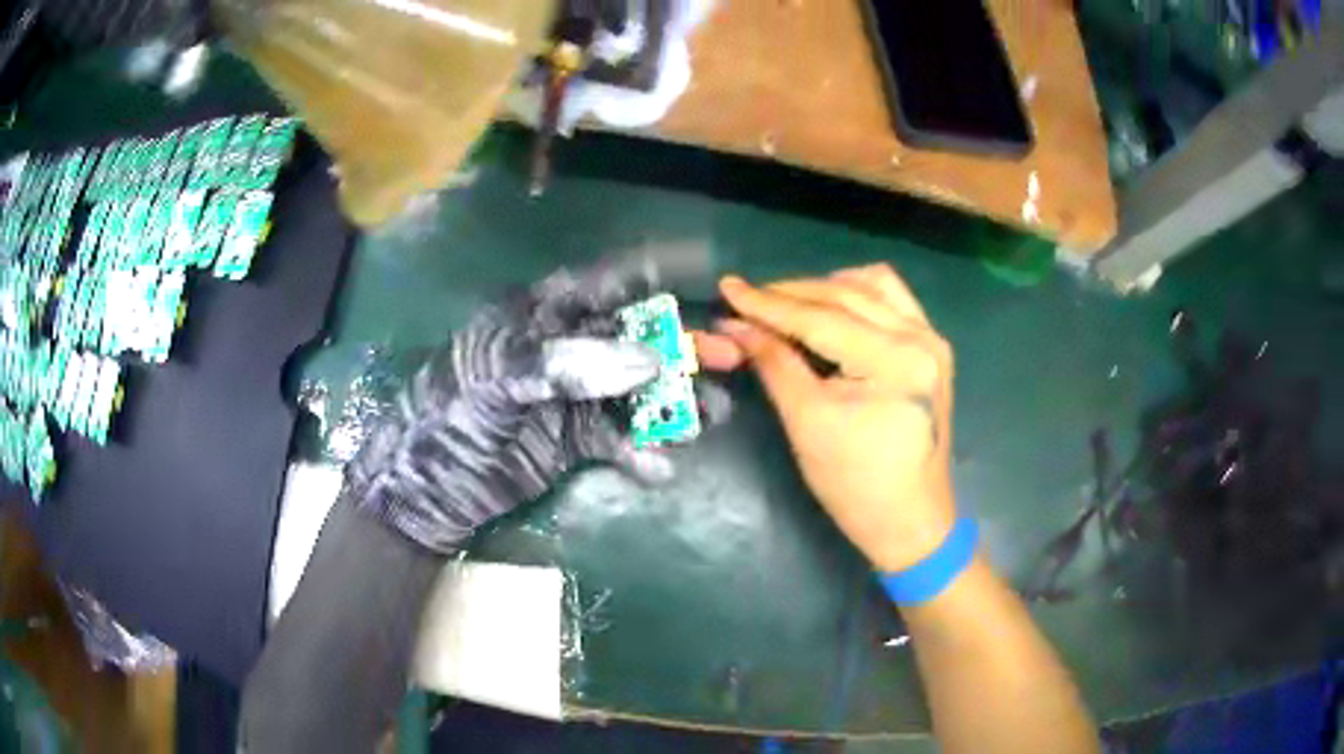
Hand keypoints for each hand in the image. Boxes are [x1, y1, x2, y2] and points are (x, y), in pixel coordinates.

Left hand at [344, 256, 721, 554]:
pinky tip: (658, 467)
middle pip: (635, 337)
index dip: (653, 271)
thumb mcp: (500, 376)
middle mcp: (565, 349)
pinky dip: (641, 451)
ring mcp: (573, 396)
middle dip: (681, 346)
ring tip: (708, 418)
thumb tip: (650, 359)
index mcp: (541, 316)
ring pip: (636, 390)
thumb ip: (570, 362)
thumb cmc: (453, 414)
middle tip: (728, 359)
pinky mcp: (574, 441)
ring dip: (673, 401)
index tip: (704, 266)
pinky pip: (618, 439)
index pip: (605, 281)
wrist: (429, 486)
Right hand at [695, 265, 954, 571]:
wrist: (909, 520)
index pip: (820, 318)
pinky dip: (857, 295)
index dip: (768, 303)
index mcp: (893, 361)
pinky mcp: (932, 349)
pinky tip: (831, 307)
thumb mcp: (807, 423)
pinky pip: (893, 300)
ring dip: (824, 288)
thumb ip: (774, 364)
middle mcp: (920, 338)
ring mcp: (931, 341)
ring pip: (871, 286)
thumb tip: (735, 326)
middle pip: (845, 296)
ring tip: (786, 304)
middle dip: (790, 293)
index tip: (727, 287)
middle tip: (747, 299)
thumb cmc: (855, 485)